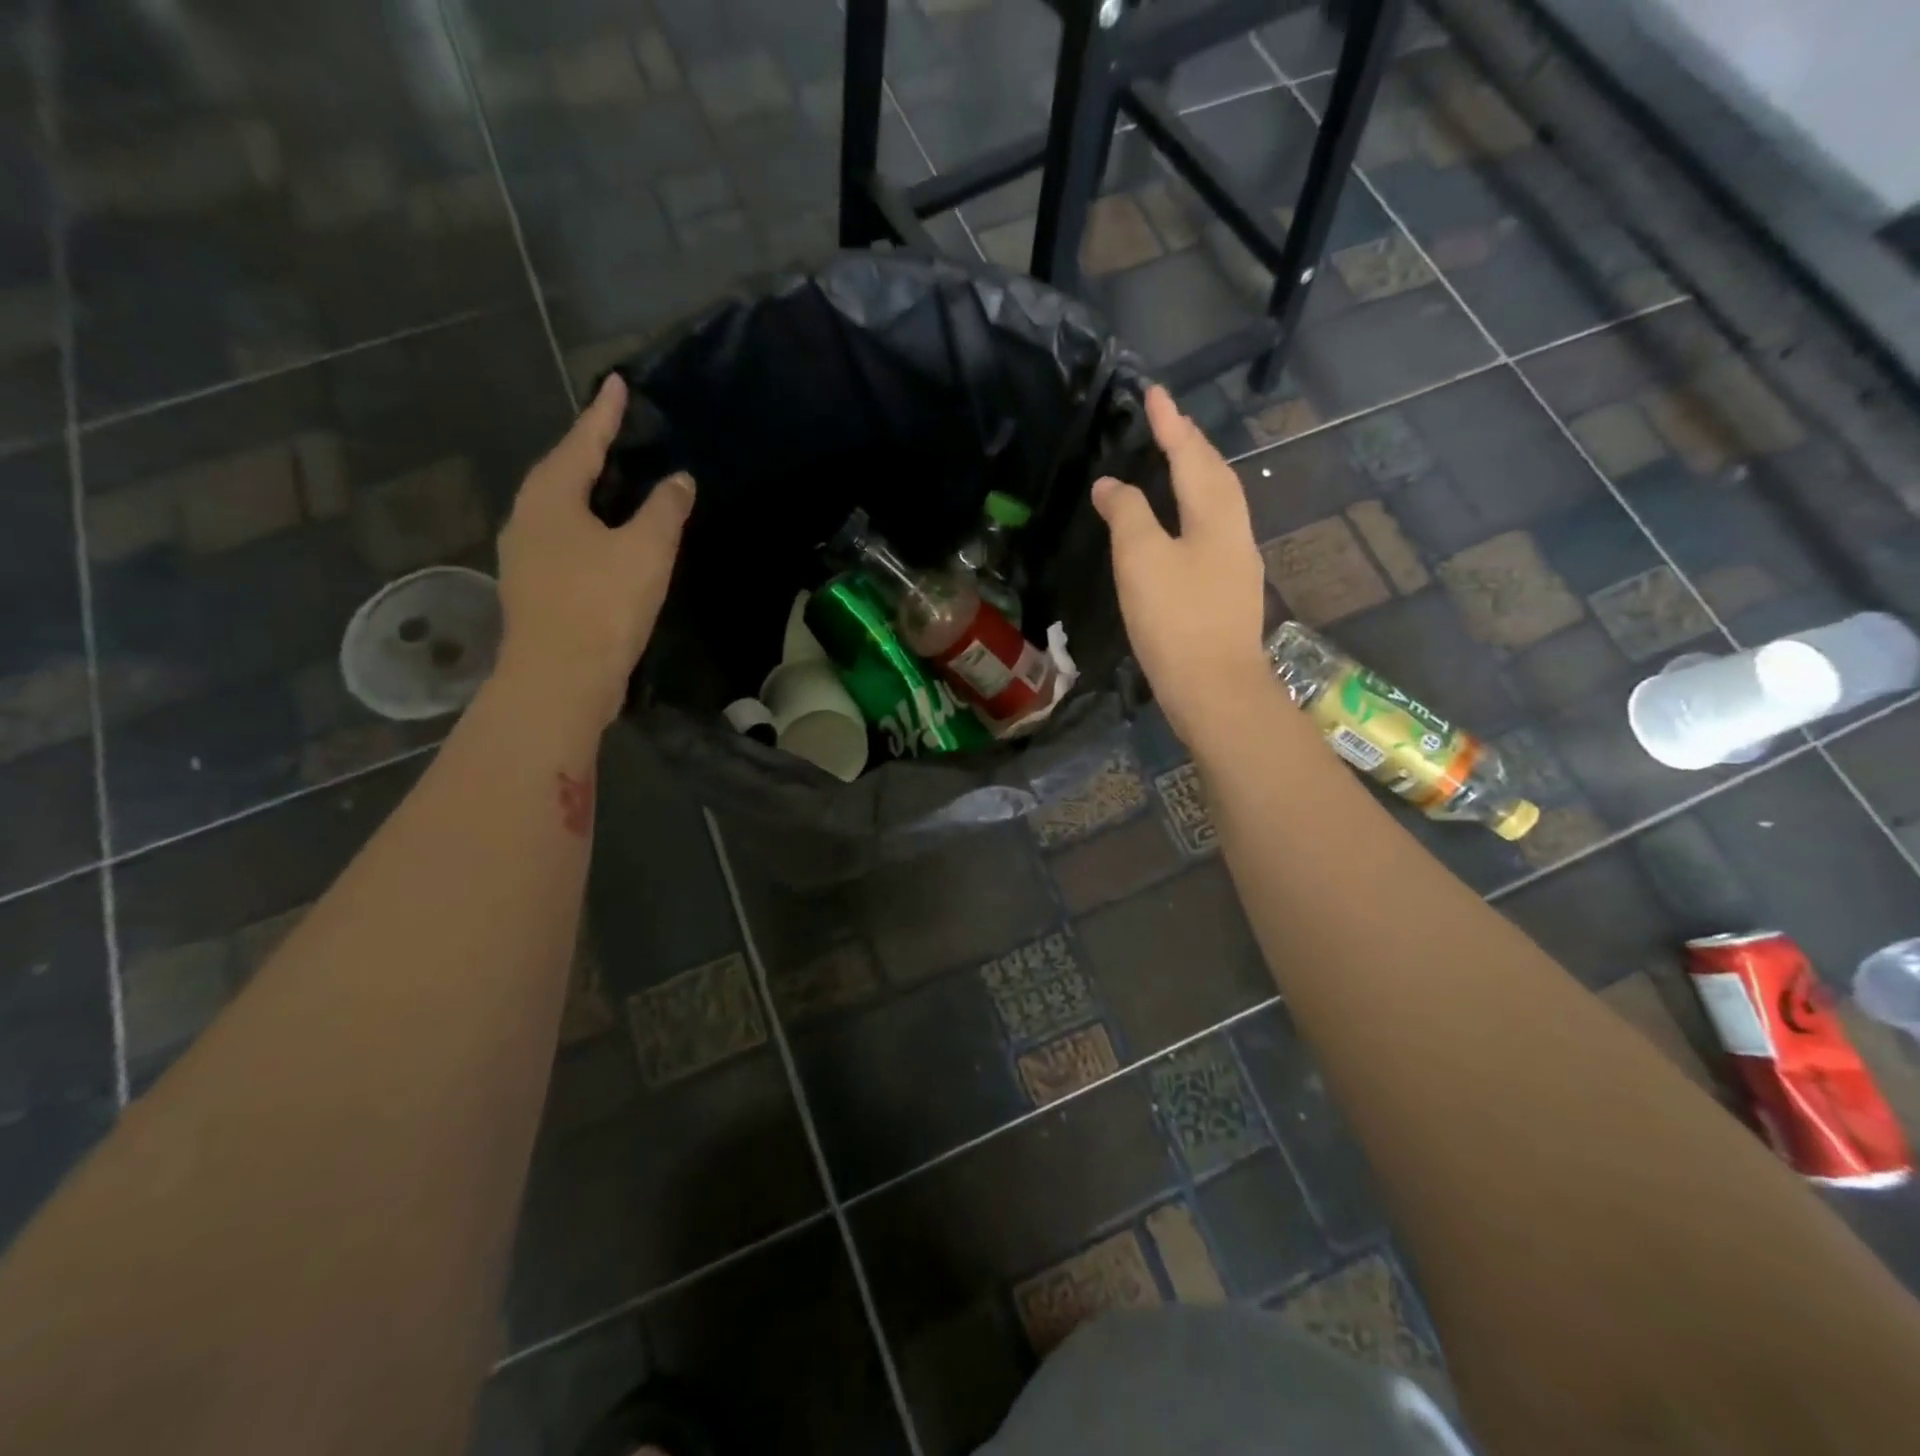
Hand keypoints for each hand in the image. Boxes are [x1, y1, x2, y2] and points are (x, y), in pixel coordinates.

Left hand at [494, 374, 695, 727]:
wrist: (561, 678)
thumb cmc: (602, 604)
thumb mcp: (646, 550)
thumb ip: (665, 510)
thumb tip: (679, 480)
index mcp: (550, 497)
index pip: (582, 441)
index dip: (604, 413)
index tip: (618, 382)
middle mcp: (527, 518)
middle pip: (562, 472)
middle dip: (590, 451)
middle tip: (618, 432)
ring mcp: (525, 556)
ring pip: (560, 509)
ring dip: (588, 492)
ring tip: (616, 483)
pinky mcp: (536, 588)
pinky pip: (564, 540)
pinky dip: (588, 528)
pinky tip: (607, 540)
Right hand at [1092, 385, 1273, 747]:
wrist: (1215, 688)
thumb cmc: (1175, 619)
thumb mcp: (1142, 559)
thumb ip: (1127, 513)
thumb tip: (1111, 485)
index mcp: (1215, 515)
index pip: (1191, 455)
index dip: (1170, 424)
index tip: (1155, 393)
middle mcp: (1235, 530)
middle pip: (1215, 475)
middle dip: (1191, 445)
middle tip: (1167, 424)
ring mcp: (1237, 563)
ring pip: (1218, 504)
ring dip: (1197, 476)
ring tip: (1174, 464)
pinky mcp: (1229, 591)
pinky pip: (1213, 531)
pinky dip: (1194, 511)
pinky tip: (1181, 524)